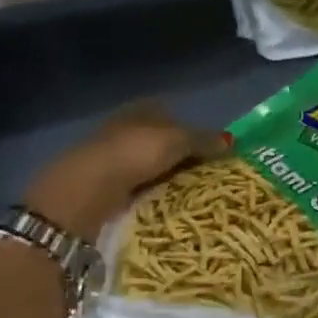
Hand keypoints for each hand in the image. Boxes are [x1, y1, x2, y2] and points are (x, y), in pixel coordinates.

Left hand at [22, 103, 231, 238]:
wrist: (85, 192)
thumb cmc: (133, 154)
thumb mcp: (177, 141)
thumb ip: (204, 140)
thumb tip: (231, 141)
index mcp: (141, 110)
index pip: (172, 116)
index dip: (192, 132)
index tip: (212, 154)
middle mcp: (124, 128)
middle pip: (160, 142)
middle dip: (180, 158)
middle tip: (206, 178)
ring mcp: (111, 158)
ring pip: (148, 166)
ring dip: (165, 179)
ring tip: (190, 198)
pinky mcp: (103, 186)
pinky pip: (137, 188)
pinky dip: (150, 195)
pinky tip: (164, 207)